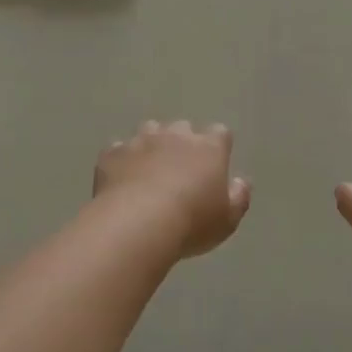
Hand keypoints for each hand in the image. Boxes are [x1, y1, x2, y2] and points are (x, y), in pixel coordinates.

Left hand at [94, 121, 250, 258]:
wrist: (137, 223)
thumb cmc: (191, 222)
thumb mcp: (227, 220)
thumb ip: (238, 197)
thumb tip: (240, 181)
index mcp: (208, 148)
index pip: (220, 134)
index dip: (218, 146)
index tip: (214, 164)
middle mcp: (175, 135)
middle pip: (182, 128)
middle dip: (181, 143)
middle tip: (179, 171)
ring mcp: (141, 141)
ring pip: (148, 132)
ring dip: (151, 146)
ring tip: (148, 172)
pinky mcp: (112, 153)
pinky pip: (118, 150)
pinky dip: (121, 161)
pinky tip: (120, 181)